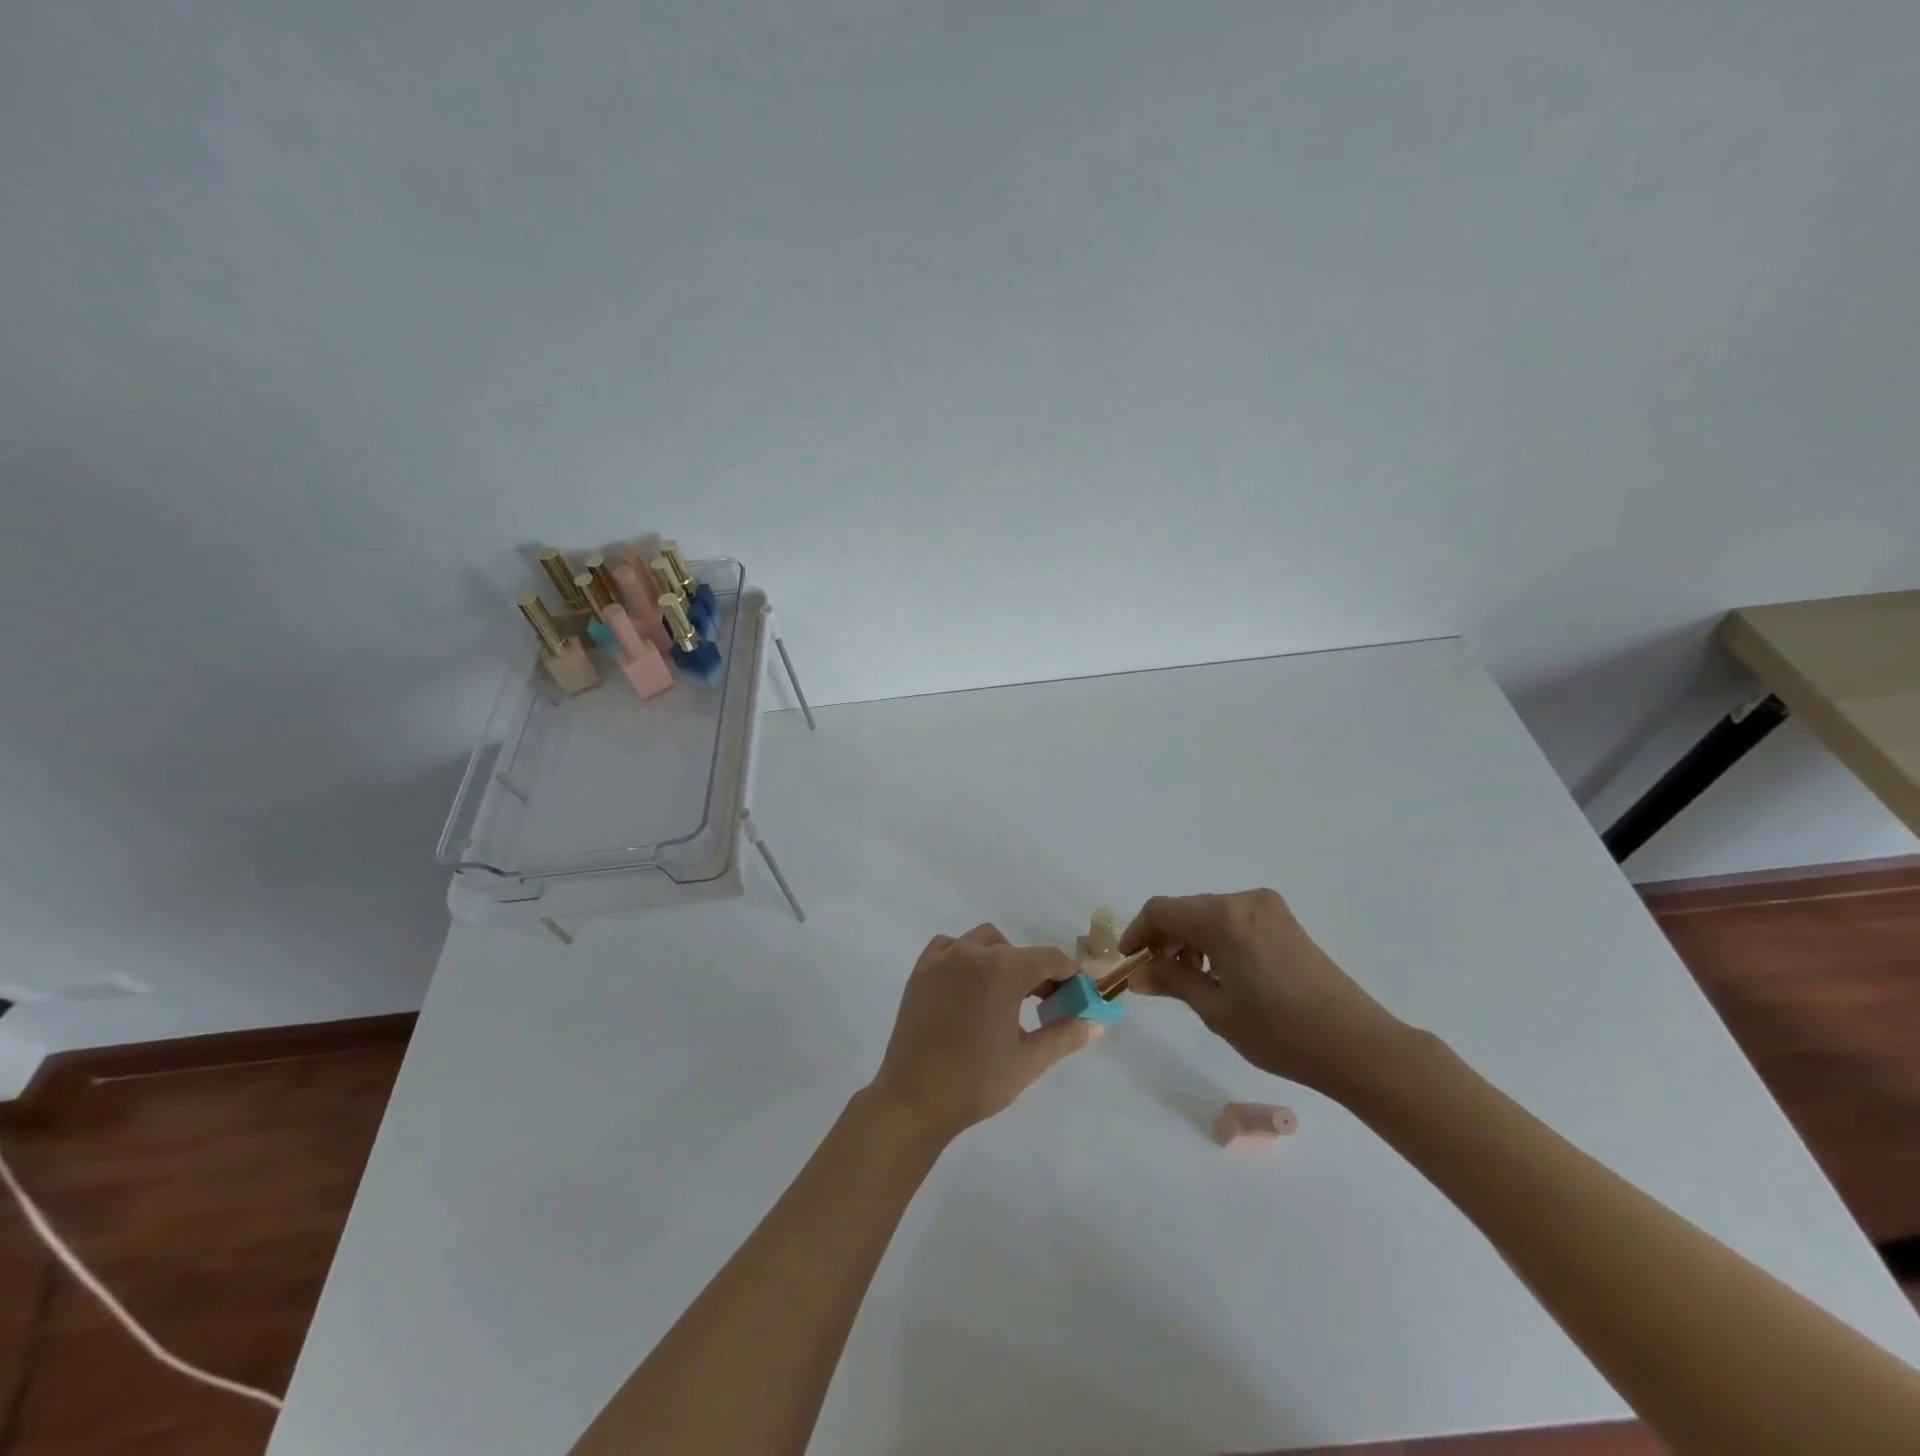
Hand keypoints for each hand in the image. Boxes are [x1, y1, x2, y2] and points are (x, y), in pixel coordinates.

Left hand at [868, 924, 1102, 1141]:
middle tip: (1044, 1005)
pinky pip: (951, 948)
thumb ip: (1065, 1035)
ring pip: (984, 943)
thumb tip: (1096, 1023)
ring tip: (1006, 997)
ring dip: (1002, 960)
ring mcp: (942, 958)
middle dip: (1037, 973)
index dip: (1068, 976)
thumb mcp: (1029, 1061)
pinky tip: (970, 988)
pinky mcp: (921, 970)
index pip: (1050, 959)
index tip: (1076, 998)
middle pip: (1018, 952)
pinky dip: (966, 958)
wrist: (913, 1099)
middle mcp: (972, 952)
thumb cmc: (976, 1081)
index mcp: (1003, 969)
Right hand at [1120, 889, 1409, 1099]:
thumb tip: (1137, 974)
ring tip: (1188, 978)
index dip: (1137, 932)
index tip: (1129, 962)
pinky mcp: (1286, 923)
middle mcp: (1245, 901)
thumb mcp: (1216, 1010)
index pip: (1161, 910)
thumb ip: (1172, 981)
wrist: (1358, 1046)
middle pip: (1186, 909)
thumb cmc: (1280, 1031)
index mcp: (1223, 917)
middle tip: (1155, 975)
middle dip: (1164, 938)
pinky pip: (1235, 920)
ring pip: (1210, 914)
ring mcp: (1270, 909)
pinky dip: (1216, 939)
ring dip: (1190, 939)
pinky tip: (1220, 972)